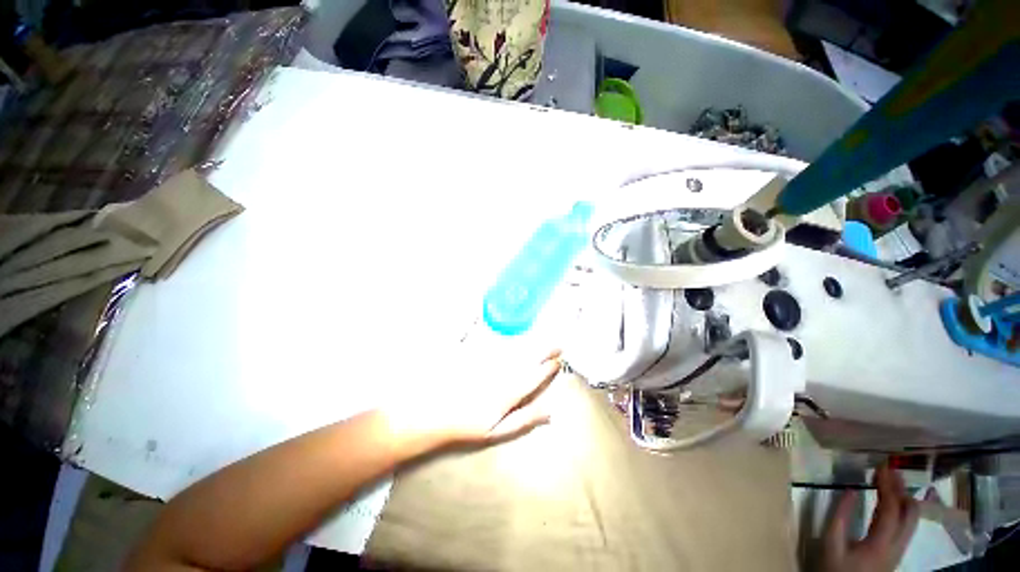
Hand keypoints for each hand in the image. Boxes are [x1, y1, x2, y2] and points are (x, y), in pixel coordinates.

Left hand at [383, 349, 562, 448]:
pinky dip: (503, 334)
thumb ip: (525, 418)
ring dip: (531, 342)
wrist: (432, 412)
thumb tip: (551, 410)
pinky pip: (492, 339)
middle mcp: (501, 372)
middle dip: (545, 349)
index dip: (548, 368)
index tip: (558, 360)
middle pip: (528, 357)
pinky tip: (510, 332)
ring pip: (515, 347)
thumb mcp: (497, 431)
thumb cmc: (466, 425)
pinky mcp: (474, 352)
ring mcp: (487, 360)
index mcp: (508, 392)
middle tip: (558, 344)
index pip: (534, 376)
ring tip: (544, 339)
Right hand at [821, 463, 919, 571]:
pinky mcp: (897, 552)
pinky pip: (907, 526)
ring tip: (892, 481)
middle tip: (890, 470)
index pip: (891, 509)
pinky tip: (893, 502)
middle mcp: (898, 546)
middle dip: (902, 489)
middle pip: (911, 514)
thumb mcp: (830, 543)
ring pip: (912, 520)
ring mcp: (900, 550)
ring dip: (904, 498)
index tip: (880, 466)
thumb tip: (849, 490)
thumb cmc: (835, 567)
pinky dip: (902, 509)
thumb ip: (839, 517)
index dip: (888, 486)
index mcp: (881, 543)